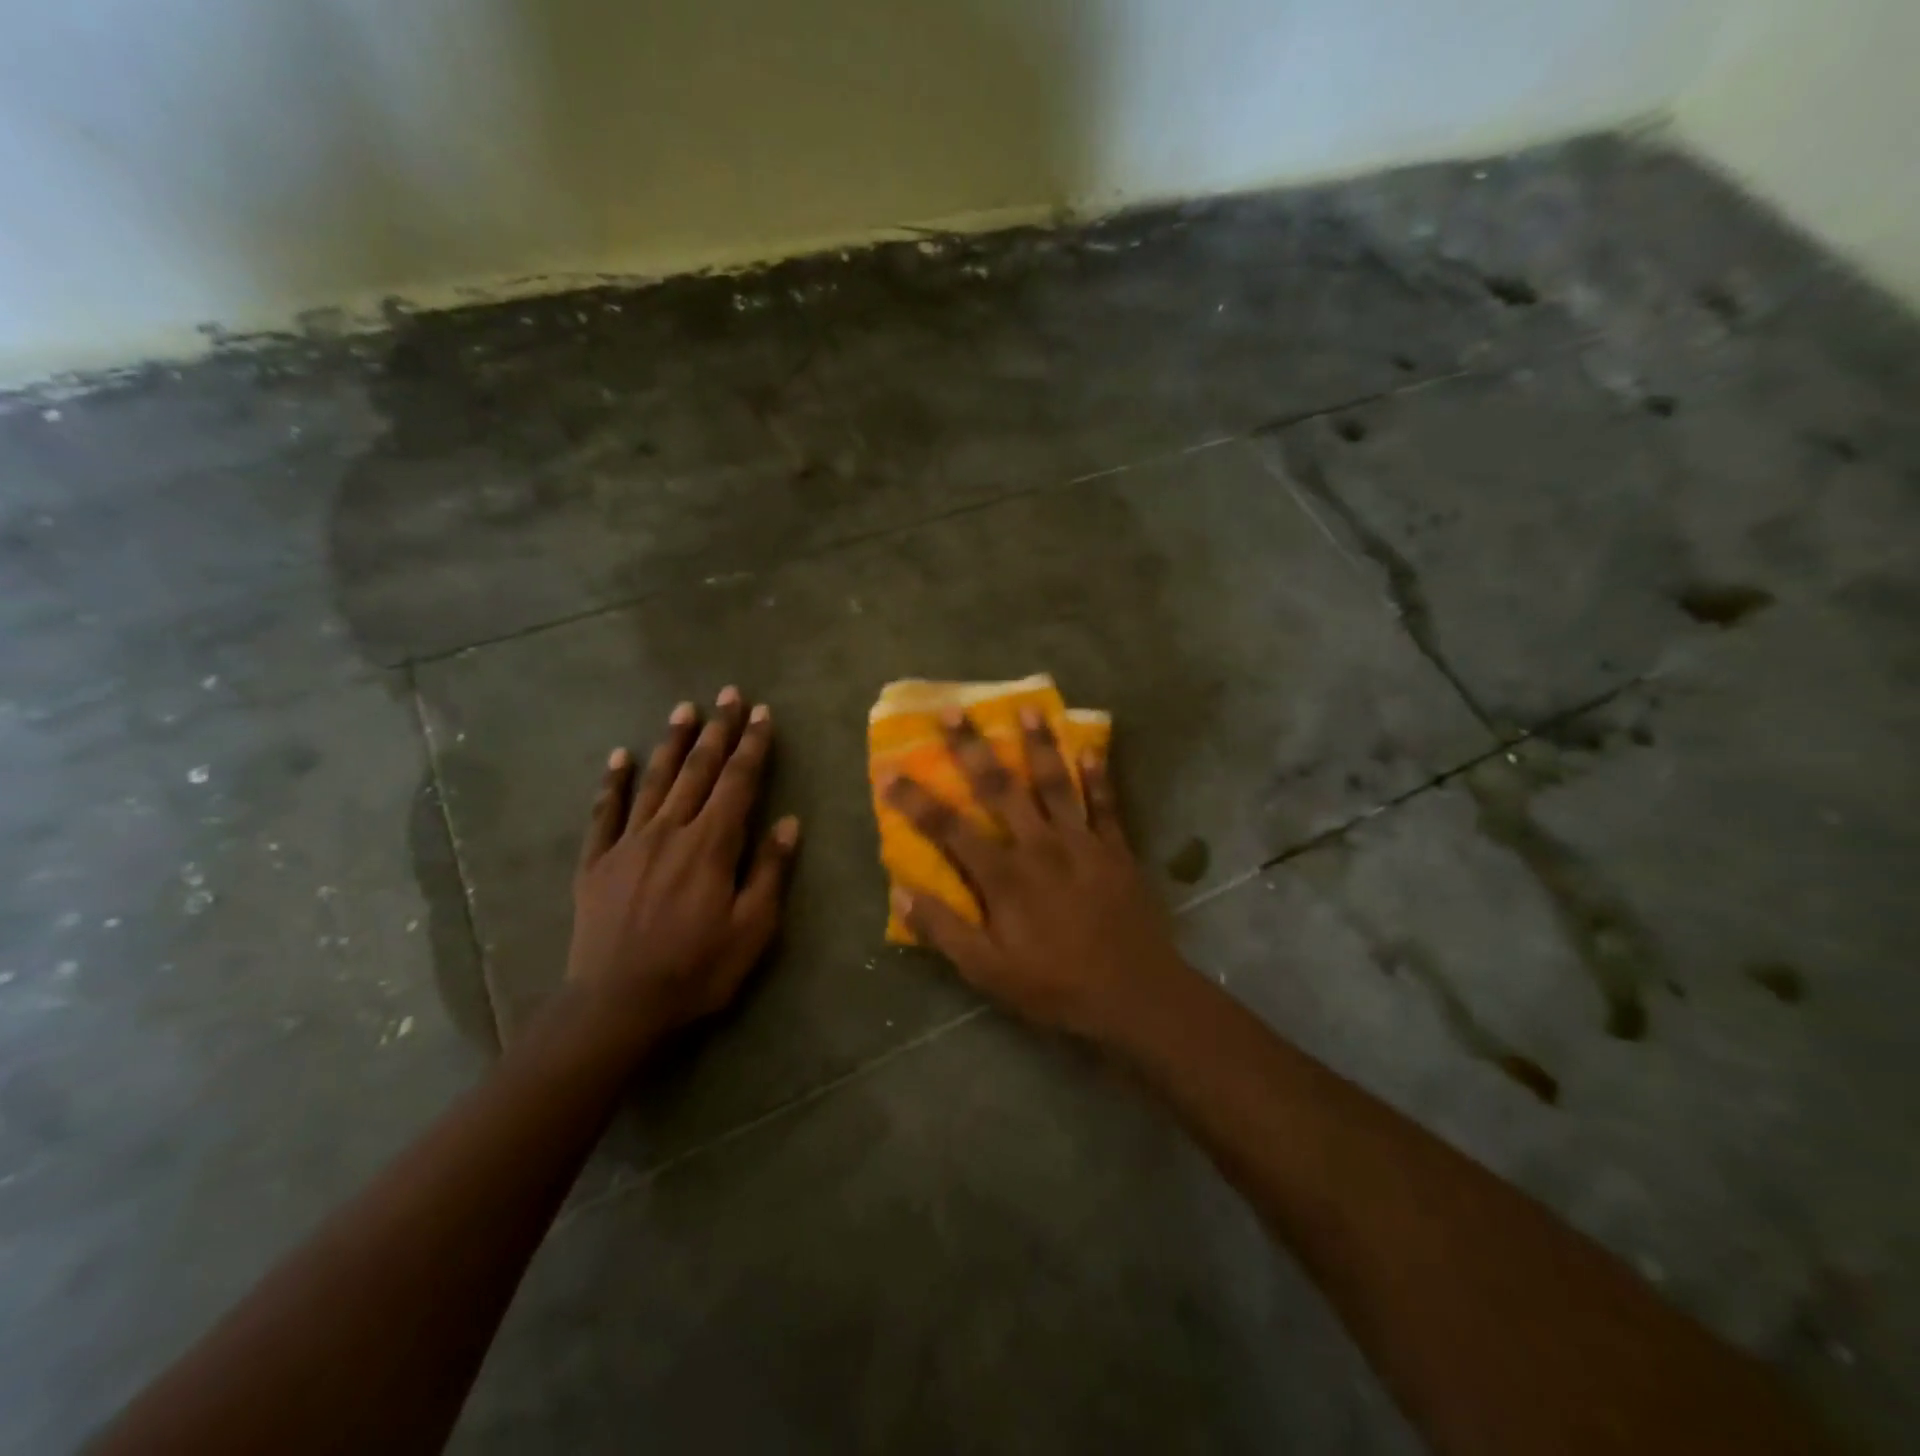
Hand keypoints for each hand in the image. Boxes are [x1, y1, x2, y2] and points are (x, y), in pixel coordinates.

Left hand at [567, 688, 799, 1051]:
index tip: (762, 714)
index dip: (753, 746)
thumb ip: (769, 871)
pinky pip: (604, 813)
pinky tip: (619, 756)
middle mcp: (670, 830)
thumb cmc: (696, 969)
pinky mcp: (596, 863)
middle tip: (728, 694)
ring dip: (672, 743)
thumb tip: (788, 822)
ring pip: (654, 781)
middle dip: (718, 730)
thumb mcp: (753, 929)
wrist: (617, 1006)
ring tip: (684, 710)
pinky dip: (613, 782)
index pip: (739, 782)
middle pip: (698, 770)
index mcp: (712, 844)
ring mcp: (628, 843)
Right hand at [883, 709, 1191, 1042]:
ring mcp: (1081, 842)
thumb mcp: (988, 971)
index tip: (889, 771)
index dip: (915, 800)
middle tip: (955, 711)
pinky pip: (1105, 803)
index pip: (949, 828)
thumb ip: (945, 930)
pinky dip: (1098, 776)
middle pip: (1000, 788)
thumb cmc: (1055, 985)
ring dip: (1040, 744)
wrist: (1134, 994)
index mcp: (1004, 875)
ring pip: (1056, 782)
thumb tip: (901, 894)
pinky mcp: (1115, 849)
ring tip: (1029, 708)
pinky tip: (1092, 748)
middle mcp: (1039, 846)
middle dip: (974, 748)